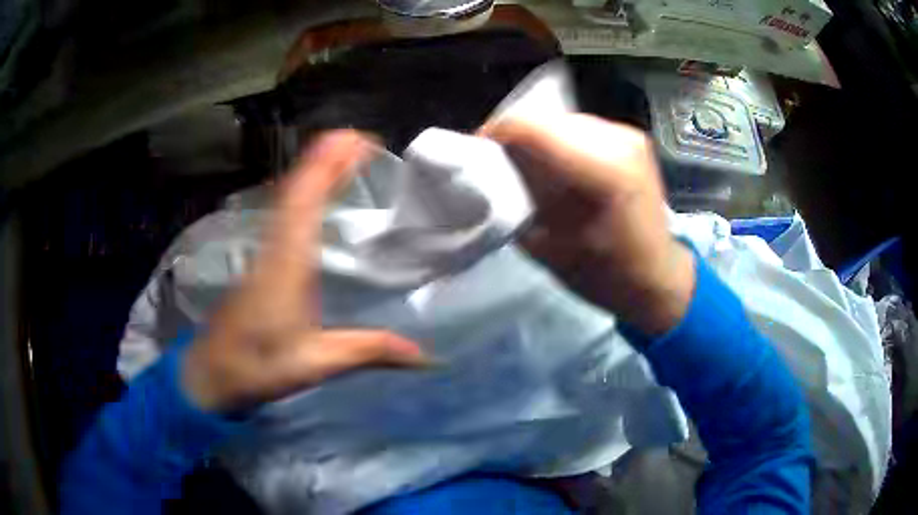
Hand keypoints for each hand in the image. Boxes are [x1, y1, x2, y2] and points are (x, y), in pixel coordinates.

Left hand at [182, 131, 428, 412]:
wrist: (212, 374)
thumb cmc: (258, 366)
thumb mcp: (317, 363)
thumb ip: (370, 351)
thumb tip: (426, 357)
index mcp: (287, 265)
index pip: (305, 203)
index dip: (328, 167)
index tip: (356, 141)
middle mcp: (274, 248)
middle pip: (296, 191)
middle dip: (326, 159)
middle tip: (361, 138)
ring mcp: (264, 253)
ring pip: (287, 199)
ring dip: (314, 171)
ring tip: (345, 154)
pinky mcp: (261, 262)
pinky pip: (283, 214)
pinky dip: (302, 193)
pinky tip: (315, 193)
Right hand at [483, 114, 694, 335]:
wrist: (657, 277)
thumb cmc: (604, 275)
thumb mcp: (549, 246)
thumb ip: (517, 199)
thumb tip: (493, 168)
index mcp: (601, 171)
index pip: (530, 128)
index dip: (495, 135)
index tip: (477, 155)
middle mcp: (617, 141)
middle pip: (545, 119)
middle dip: (516, 138)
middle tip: (502, 166)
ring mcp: (628, 135)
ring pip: (561, 120)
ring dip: (538, 139)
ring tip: (531, 168)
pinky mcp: (631, 137)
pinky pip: (579, 128)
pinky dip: (560, 142)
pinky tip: (559, 167)